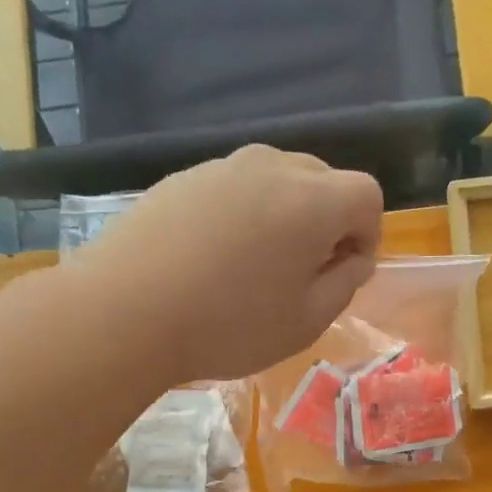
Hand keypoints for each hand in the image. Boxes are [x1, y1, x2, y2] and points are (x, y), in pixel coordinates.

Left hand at [72, 145, 382, 382]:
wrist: (123, 312)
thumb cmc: (228, 325)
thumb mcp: (306, 321)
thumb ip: (345, 283)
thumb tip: (353, 257)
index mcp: (312, 200)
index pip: (367, 195)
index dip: (368, 234)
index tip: (344, 272)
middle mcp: (271, 167)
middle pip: (323, 180)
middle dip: (328, 221)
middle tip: (303, 271)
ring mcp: (222, 167)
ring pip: (276, 181)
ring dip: (283, 216)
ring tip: (255, 266)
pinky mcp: (182, 178)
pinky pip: (233, 189)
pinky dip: (241, 214)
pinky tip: (212, 258)